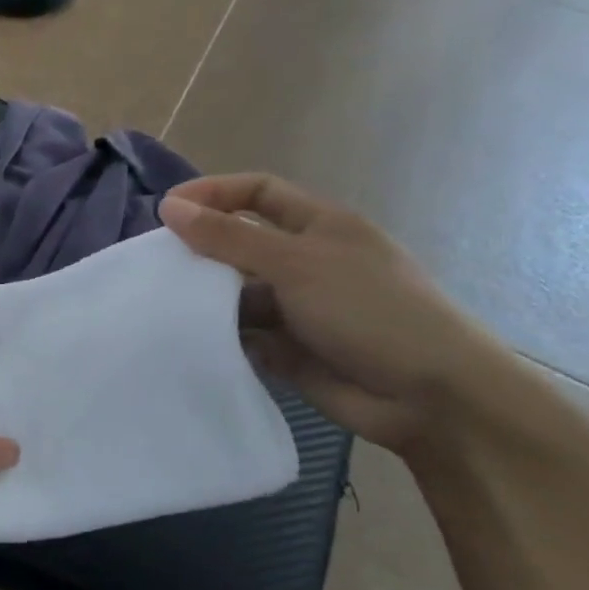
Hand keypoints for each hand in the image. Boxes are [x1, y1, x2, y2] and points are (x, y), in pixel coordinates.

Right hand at [161, 173, 520, 457]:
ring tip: (165, 305)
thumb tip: (170, 207)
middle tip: (156, 264)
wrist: (431, 397)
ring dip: (206, 297)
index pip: (256, 192)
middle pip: (239, 242)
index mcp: (318, 225)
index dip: (213, 193)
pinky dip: (218, 335)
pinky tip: (191, 340)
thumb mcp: (296, 263)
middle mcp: (305, 261)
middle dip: (201, 249)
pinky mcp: (287, 348)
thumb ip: (229, 237)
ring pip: (235, 292)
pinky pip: (241, 334)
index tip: (166, 210)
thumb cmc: (370, 311)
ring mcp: (297, 307)